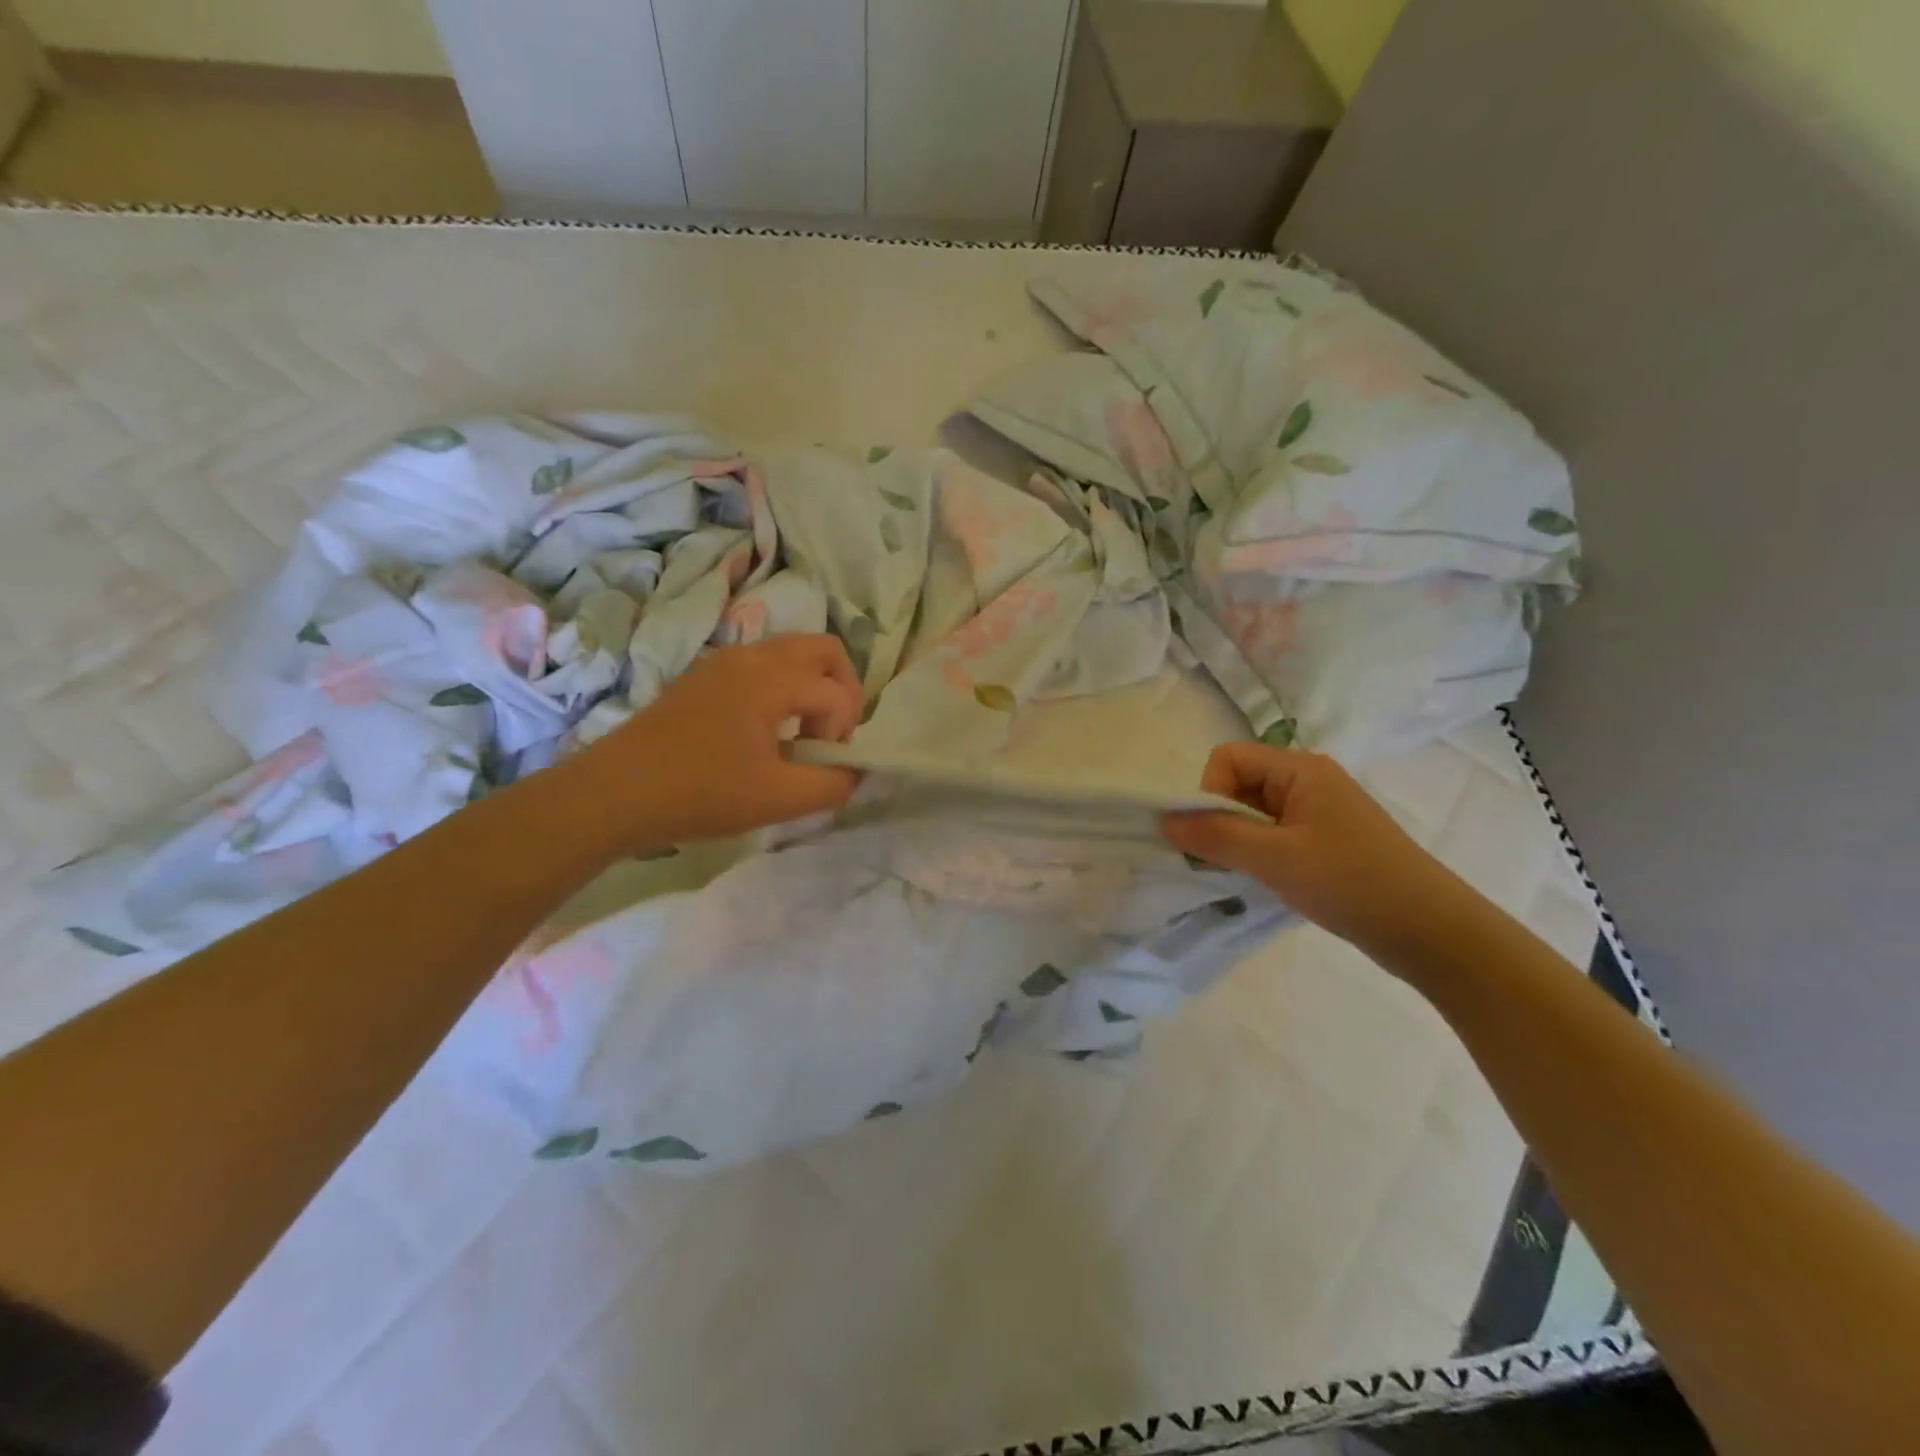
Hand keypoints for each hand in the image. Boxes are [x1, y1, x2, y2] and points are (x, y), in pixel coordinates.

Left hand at [571, 635, 862, 850]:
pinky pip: (765, 664)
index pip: (838, 692)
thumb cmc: (701, 793)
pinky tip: (766, 732)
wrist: (616, 792)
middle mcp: (754, 655)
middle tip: (830, 735)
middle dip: (843, 690)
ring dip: (813, 687)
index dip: (845, 732)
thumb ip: (833, 784)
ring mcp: (726, 660)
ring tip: (800, 736)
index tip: (824, 765)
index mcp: (773, 678)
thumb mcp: (778, 799)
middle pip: (825, 650)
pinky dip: (784, 687)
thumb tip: (855, 770)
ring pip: (794, 652)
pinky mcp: (707, 674)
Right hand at [1164, 742, 1469, 963]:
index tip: (1211, 836)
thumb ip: (1215, 836)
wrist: (1431, 932)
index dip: (1208, 791)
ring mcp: (1319, 811)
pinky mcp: (1326, 840)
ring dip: (1238, 840)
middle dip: (1219, 818)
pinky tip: (1267, 880)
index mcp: (1300, 769)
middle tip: (1222, 860)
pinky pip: (1273, 833)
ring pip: (1253, 812)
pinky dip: (1259, 853)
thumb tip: (1163, 821)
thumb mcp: (1275, 858)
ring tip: (1248, 874)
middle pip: (1238, 783)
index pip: (1228, 758)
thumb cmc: (1351, 883)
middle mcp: (1308, 780)